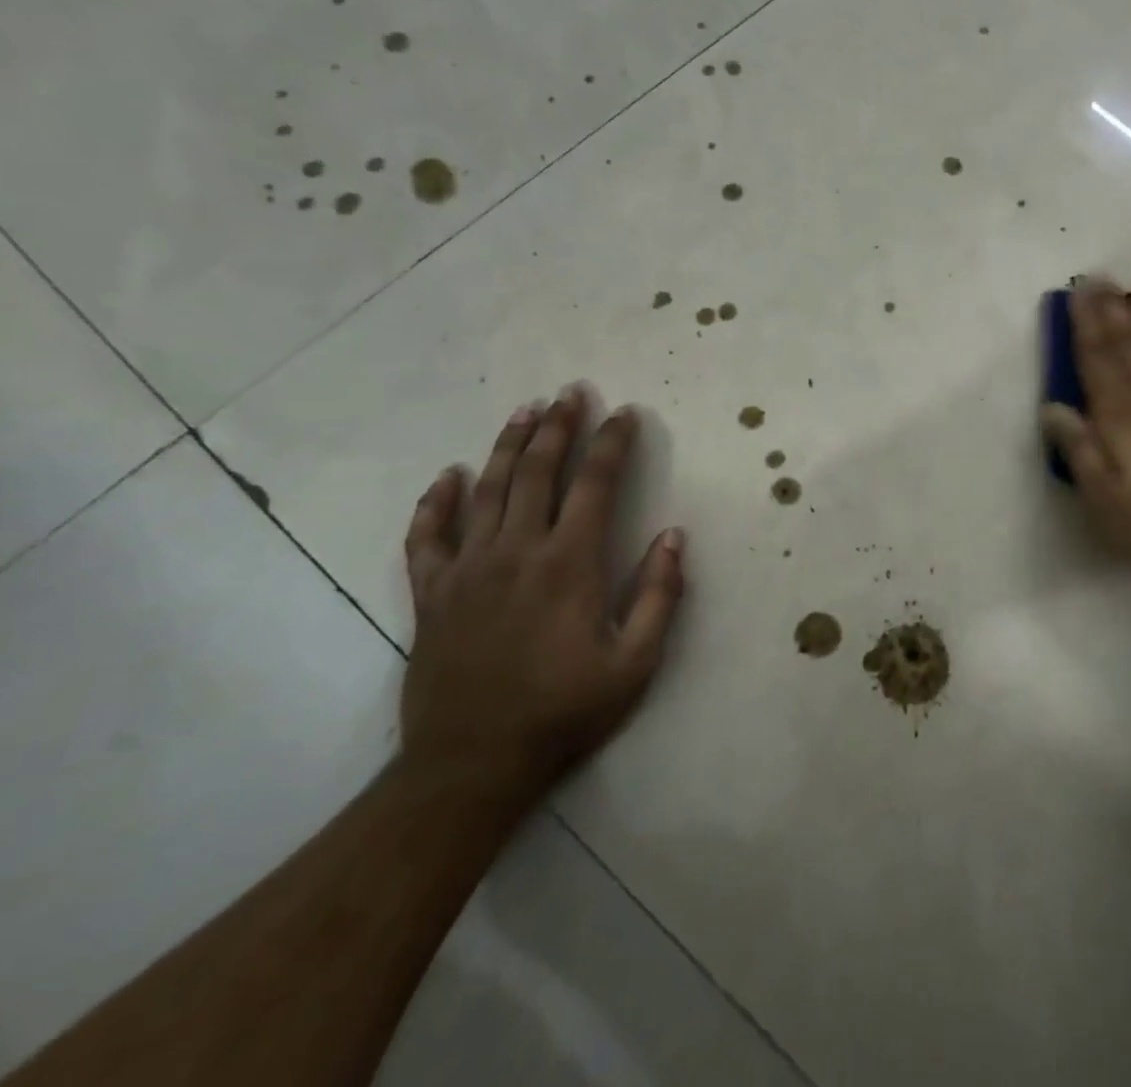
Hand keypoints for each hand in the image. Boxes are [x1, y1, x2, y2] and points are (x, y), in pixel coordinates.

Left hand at [400, 384, 683, 799]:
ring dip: (508, 446)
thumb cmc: (563, 712)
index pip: (595, 484)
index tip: (624, 413)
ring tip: (524, 411)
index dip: (613, 443)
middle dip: (558, 427)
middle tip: (570, 392)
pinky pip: (427, 538)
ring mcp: (467, 570)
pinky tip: (448, 477)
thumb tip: (674, 535)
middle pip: (537, 472)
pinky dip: (436, 503)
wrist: (470, 766)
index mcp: (569, 564)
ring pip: (487, 491)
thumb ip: (659, 595)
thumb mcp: (635, 663)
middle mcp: (516, 552)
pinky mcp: (432, 595)